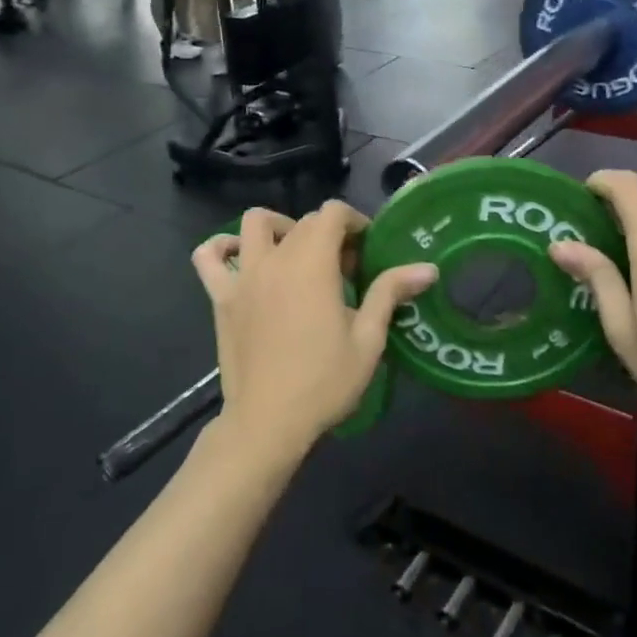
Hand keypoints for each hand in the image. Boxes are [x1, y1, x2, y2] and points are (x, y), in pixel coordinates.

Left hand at [192, 203, 436, 458]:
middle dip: (329, 234)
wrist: (268, 422)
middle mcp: (275, 258)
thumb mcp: (368, 339)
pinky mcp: (221, 297)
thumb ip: (390, 292)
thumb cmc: (324, 381)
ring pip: (255, 223)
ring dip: (280, 228)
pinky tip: (241, 260)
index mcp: (312, 263)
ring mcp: (242, 276)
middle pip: (303, 222)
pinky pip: (208, 256)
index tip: (367, 251)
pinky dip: (222, 247)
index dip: (355, 222)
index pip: (332, 213)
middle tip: (345, 270)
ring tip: (296, 256)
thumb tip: (428, 268)